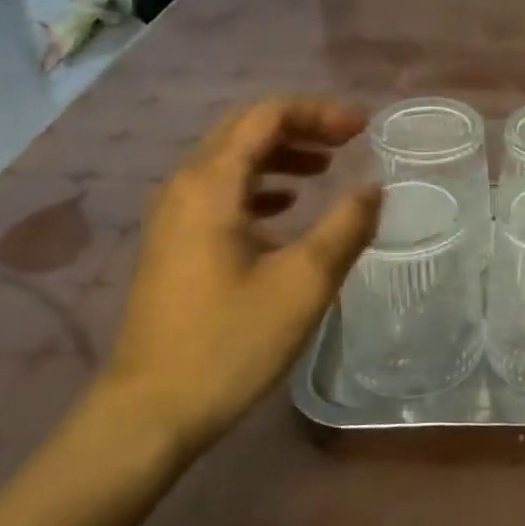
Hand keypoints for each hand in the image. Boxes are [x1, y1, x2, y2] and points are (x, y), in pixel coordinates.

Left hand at [102, 98, 380, 456]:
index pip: (266, 116)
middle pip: (245, 130)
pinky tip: (289, 207)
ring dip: (282, 154)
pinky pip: (222, 191)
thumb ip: (346, 226)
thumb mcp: (304, 282)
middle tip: (349, 140)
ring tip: (326, 167)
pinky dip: (261, 184)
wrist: (150, 412)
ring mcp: (174, 216)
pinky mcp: (175, 244)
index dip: (319, 112)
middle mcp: (185, 187)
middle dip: (301, 126)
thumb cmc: (229, 342)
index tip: (363, 129)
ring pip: (232, 160)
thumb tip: (374, 188)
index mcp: (211, 185)